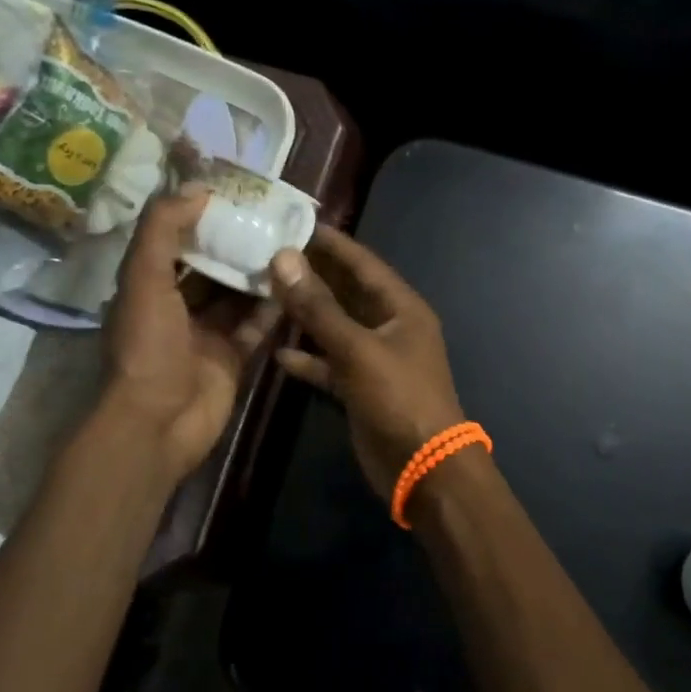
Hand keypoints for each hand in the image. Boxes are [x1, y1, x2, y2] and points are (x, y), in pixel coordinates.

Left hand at [102, 189, 281, 483]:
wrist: (158, 422)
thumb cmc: (146, 346)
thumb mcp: (144, 278)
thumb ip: (163, 230)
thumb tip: (197, 189)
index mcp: (148, 286)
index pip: (175, 241)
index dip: (200, 217)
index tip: (233, 193)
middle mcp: (176, 307)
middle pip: (211, 267)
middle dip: (236, 243)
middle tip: (272, 216)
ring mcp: (206, 334)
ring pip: (237, 295)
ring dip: (259, 273)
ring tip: (290, 243)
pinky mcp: (232, 357)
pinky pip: (256, 326)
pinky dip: (273, 308)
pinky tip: (296, 284)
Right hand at [269, 225, 466, 501]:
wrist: (424, 468)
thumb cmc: (398, 398)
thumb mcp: (358, 349)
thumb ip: (319, 307)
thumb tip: (284, 259)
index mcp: (401, 308)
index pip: (363, 263)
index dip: (332, 243)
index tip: (295, 223)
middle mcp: (389, 327)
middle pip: (347, 292)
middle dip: (313, 276)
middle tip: (269, 255)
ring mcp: (375, 359)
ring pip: (335, 328)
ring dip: (306, 315)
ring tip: (266, 294)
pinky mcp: (360, 388)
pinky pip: (330, 364)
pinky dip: (308, 359)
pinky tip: (277, 354)